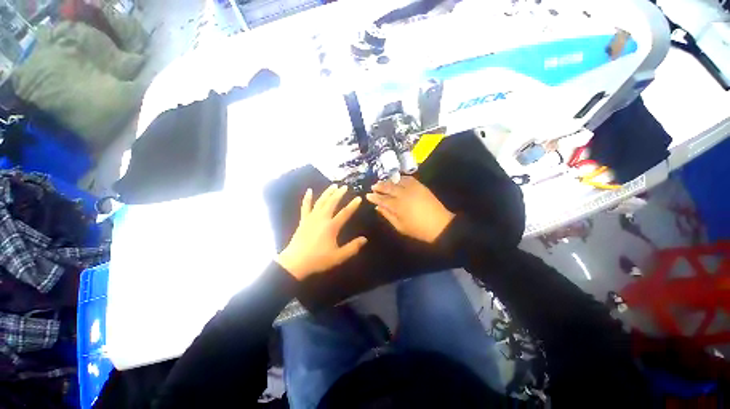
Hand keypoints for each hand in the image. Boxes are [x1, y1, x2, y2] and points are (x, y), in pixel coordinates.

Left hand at [277, 185, 367, 279]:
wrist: (295, 263)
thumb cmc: (318, 260)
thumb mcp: (338, 256)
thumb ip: (352, 247)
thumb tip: (364, 239)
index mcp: (331, 226)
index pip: (345, 213)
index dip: (353, 205)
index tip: (359, 198)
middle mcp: (322, 218)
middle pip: (332, 203)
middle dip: (339, 194)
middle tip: (345, 186)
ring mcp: (311, 218)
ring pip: (320, 202)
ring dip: (327, 193)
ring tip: (333, 185)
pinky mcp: (303, 220)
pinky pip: (305, 206)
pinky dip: (307, 198)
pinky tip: (309, 190)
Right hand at [366, 176, 454, 243]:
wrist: (440, 225)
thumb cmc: (418, 229)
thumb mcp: (400, 226)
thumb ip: (387, 215)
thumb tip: (377, 207)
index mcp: (398, 206)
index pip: (382, 199)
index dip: (374, 197)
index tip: (368, 195)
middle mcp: (404, 194)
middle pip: (388, 187)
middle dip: (379, 186)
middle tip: (373, 186)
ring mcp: (413, 188)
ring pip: (397, 181)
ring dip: (389, 181)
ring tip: (383, 182)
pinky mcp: (420, 186)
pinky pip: (408, 178)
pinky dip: (401, 178)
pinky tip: (397, 180)